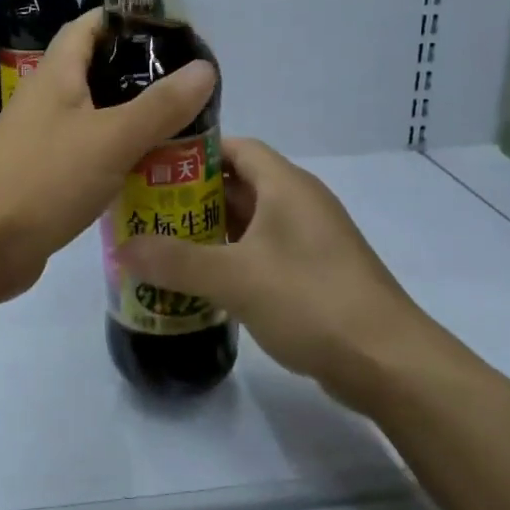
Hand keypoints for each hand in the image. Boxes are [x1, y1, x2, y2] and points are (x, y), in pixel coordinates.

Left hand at [0, 9, 215, 298]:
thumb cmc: (44, 179)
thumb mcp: (111, 138)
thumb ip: (160, 105)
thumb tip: (206, 67)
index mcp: (56, 74)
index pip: (90, 25)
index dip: (127, 18)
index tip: (172, 29)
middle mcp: (46, 98)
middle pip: (96, 69)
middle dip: (140, 72)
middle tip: (188, 85)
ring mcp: (42, 137)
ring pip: (95, 114)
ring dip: (133, 116)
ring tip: (182, 124)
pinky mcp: (44, 174)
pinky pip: (88, 151)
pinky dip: (118, 153)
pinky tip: (149, 168)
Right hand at [118, 138, 423, 391]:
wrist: (388, 362)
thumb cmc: (310, 300)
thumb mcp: (235, 277)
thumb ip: (175, 261)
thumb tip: (121, 249)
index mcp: (286, 185)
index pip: (235, 147)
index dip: (194, 151)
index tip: (153, 166)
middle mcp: (300, 203)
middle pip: (239, 184)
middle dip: (193, 196)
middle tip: (148, 211)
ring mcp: (311, 240)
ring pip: (251, 221)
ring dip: (211, 230)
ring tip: (164, 245)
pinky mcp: (315, 273)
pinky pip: (264, 252)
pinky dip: (233, 258)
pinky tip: (203, 281)